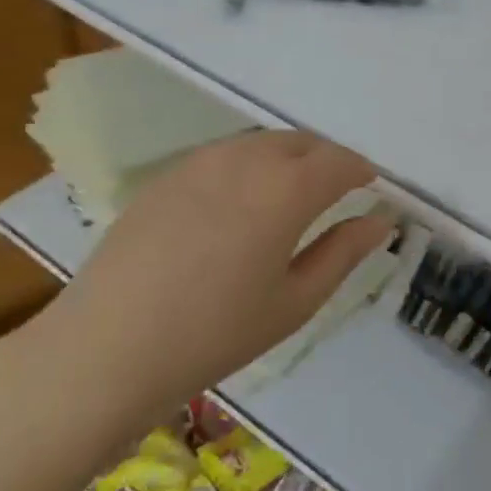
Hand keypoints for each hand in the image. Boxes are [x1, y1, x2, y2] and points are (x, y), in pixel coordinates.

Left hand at [23, 130, 393, 423]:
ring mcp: (200, 163)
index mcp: (286, 189)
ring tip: (290, 196)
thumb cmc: (216, 333)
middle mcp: (246, 160)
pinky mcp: (166, 176)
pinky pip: (224, 155)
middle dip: (326, 161)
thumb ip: (344, 252)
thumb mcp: (295, 301)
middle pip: (301, 143)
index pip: (339, 162)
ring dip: (287, 159)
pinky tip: (239, 204)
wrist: (108, 347)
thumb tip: (381, 219)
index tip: (371, 187)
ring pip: (260, 144)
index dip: (361, 170)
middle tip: (335, 193)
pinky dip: (248, 166)